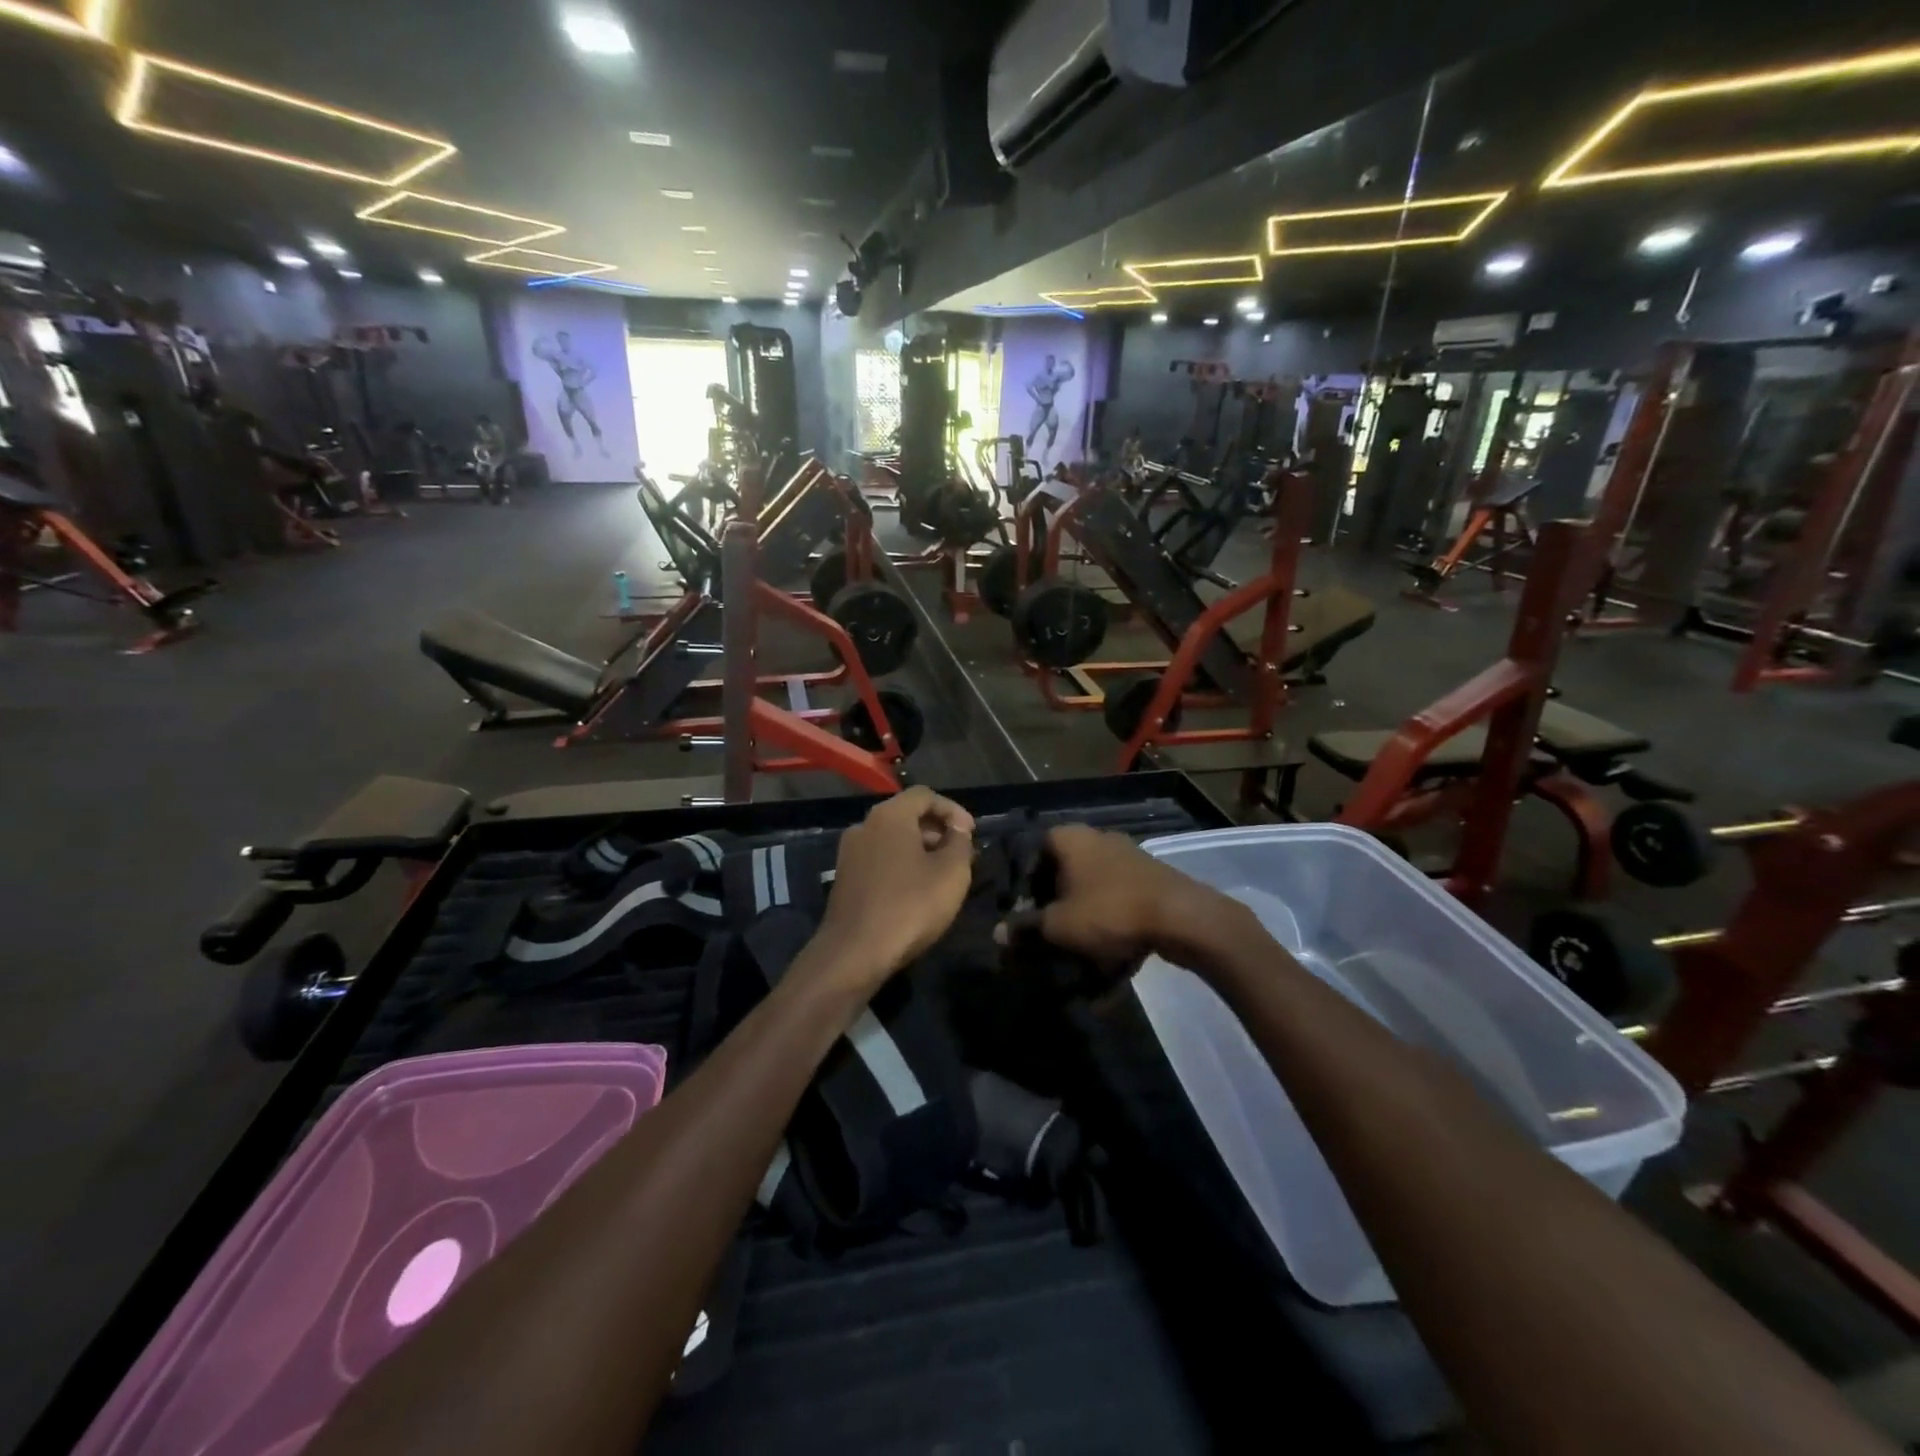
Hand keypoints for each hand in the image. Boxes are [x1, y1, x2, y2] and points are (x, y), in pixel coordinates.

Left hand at [809, 788, 975, 994]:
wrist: (855, 952)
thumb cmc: (910, 906)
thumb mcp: (952, 873)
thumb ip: (960, 842)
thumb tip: (957, 829)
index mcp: (889, 816)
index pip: (925, 795)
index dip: (953, 809)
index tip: (971, 832)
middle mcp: (864, 826)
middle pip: (906, 814)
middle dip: (937, 829)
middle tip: (961, 853)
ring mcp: (850, 852)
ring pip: (892, 838)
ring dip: (920, 848)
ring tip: (942, 873)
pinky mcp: (844, 878)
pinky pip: (879, 858)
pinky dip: (901, 863)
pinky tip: (916, 889)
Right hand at [996, 826, 1246, 972]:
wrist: (1182, 918)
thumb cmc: (1109, 911)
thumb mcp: (1058, 926)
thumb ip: (1025, 928)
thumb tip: (997, 933)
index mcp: (1068, 838)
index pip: (1031, 855)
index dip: (1022, 888)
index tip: (1021, 918)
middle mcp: (1096, 839)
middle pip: (1062, 874)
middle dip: (1053, 908)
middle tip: (1046, 938)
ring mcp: (1126, 858)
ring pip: (1091, 892)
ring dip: (1082, 923)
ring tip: (1076, 958)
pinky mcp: (1149, 880)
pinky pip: (1117, 905)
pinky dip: (1109, 930)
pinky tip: (1107, 967)